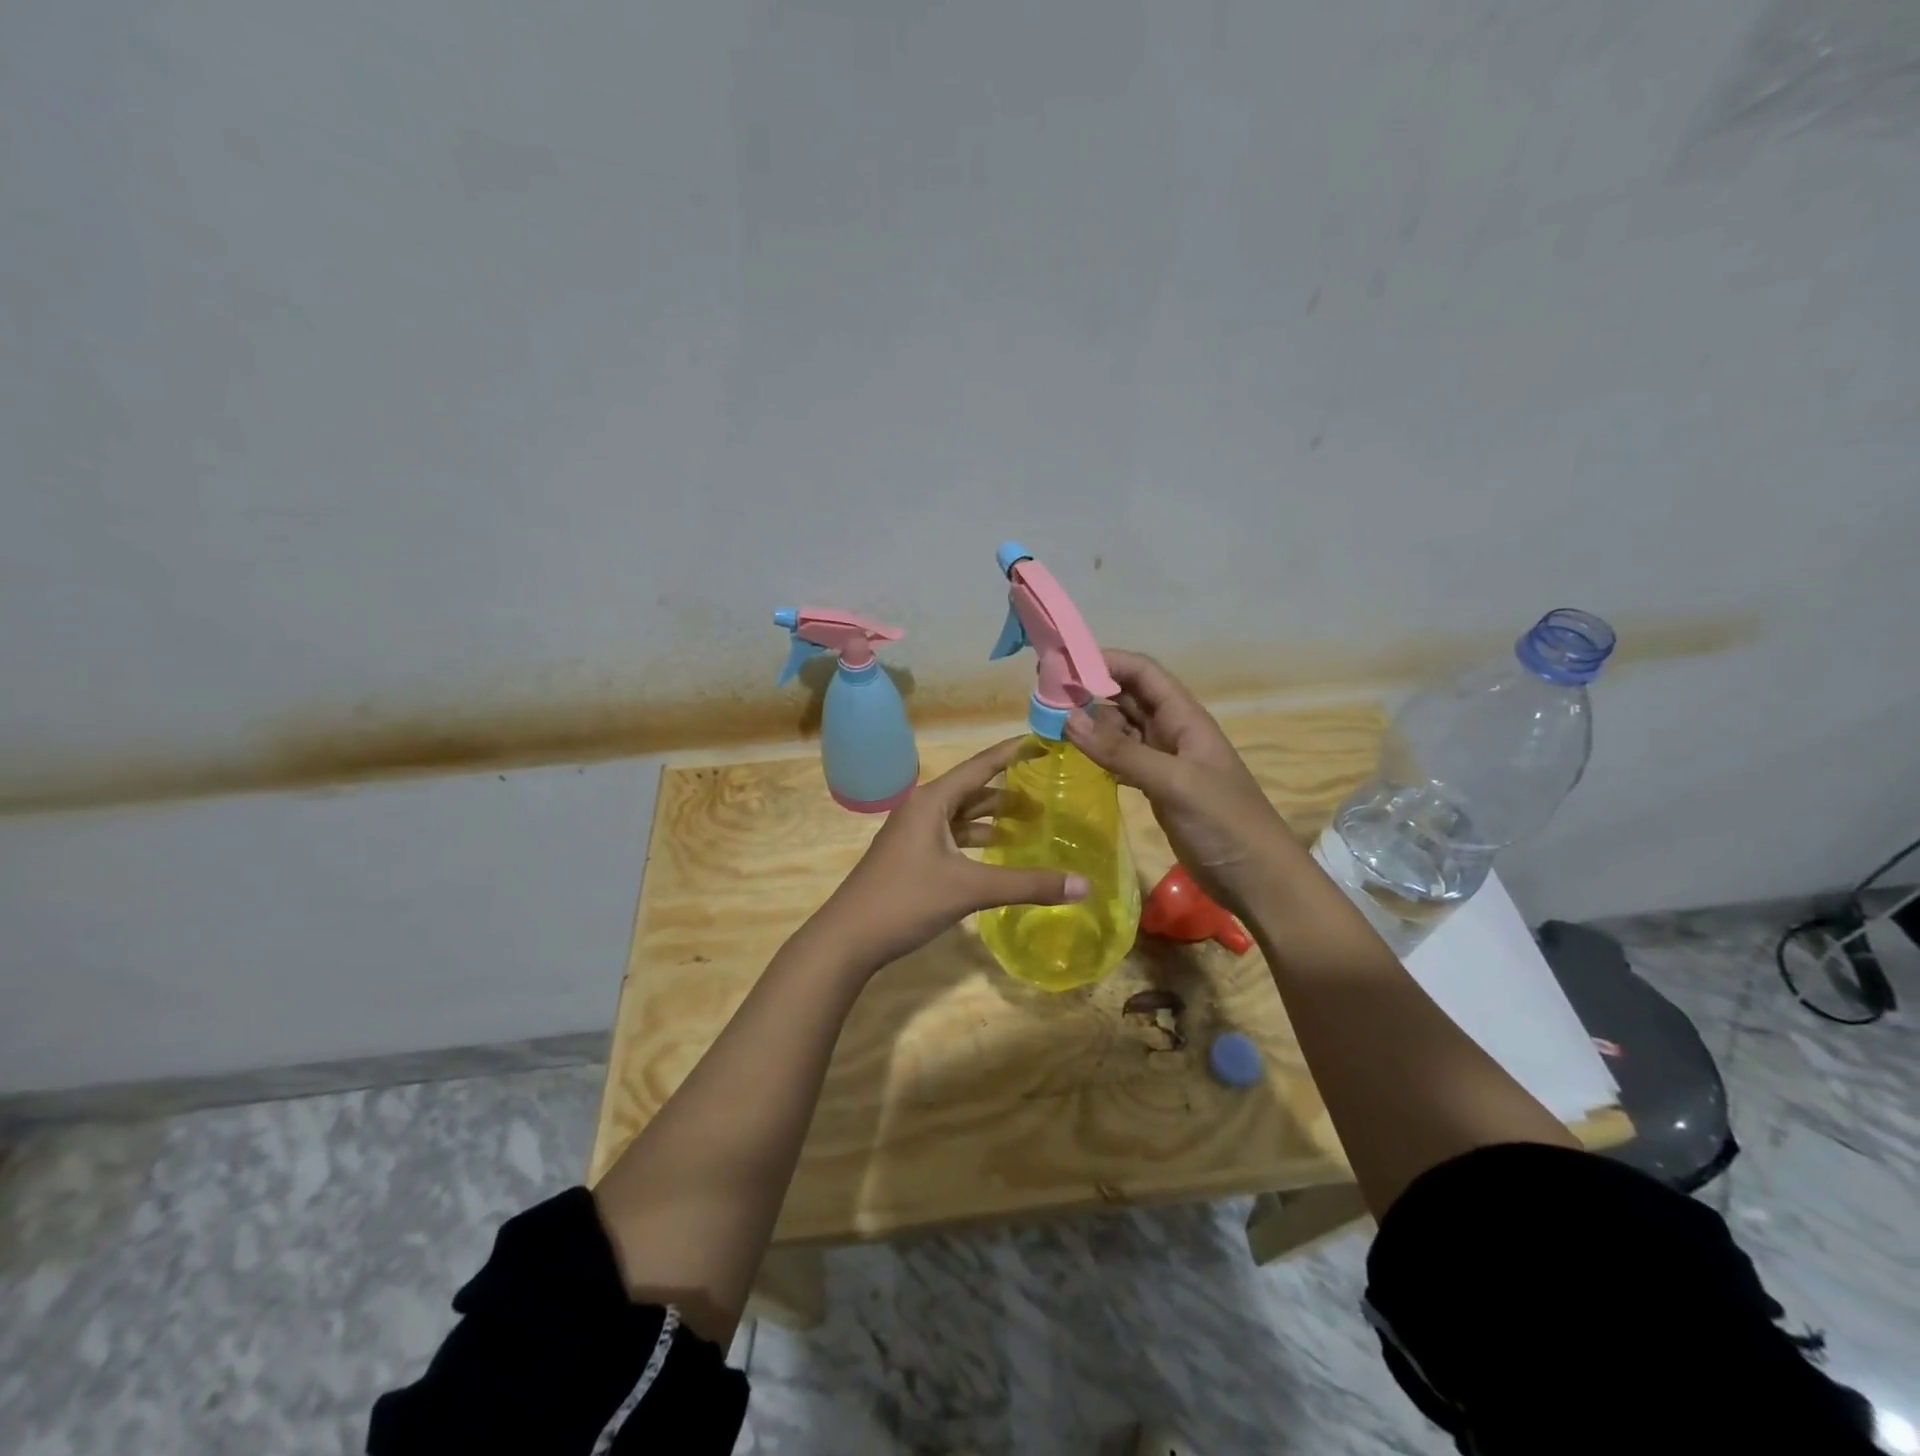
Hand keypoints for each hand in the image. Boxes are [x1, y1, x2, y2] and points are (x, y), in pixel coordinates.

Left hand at [811, 738, 1089, 971]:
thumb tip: (1084, 885)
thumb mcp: (969, 889)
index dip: (1013, 752)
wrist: (848, 938)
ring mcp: (914, 833)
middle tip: (1049, 789)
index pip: (981, 765)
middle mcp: (922, 808)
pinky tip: (998, 849)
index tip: (1043, 740)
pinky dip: (977, 838)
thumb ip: (1027, 884)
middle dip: (1009, 789)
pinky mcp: (912, 856)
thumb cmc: (906, 901)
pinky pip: (952, 835)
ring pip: (962, 815)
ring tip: (1032, 819)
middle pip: (973, 789)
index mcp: (932, 801)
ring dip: (993, 815)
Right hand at [1064, 649, 1295, 910]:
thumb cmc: (1224, 823)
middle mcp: (1173, 731)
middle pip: (1127, 697)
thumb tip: (1068, 718)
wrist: (1257, 878)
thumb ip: (1122, 752)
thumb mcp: (1174, 782)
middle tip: (1045, 696)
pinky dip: (1100, 753)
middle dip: (1090, 690)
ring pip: (1121, 728)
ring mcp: (1164, 760)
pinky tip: (1076, 756)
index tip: (1062, 664)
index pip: (1142, 673)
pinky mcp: (1156, 787)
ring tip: (1051, 724)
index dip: (1105, 661)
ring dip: (1091, 723)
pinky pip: (1122, 758)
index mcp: (1185, 718)